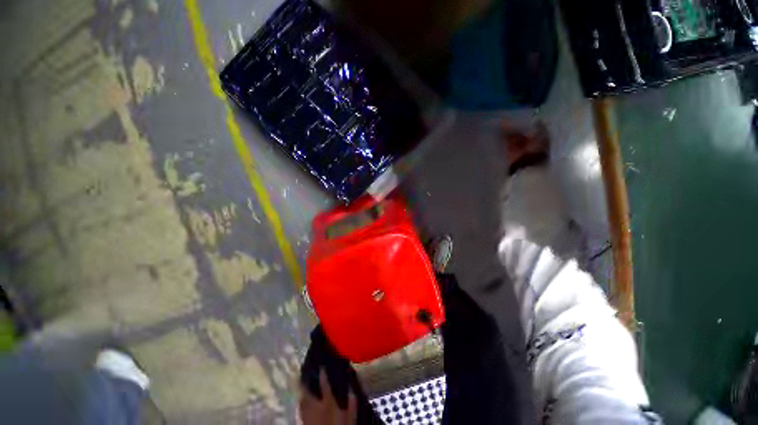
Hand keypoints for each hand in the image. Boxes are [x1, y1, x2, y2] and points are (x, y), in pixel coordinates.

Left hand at [299, 369, 356, 424]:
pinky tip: (302, 405)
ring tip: (301, 387)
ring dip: (301, 394)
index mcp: (328, 403)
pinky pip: (300, 412)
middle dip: (304, 384)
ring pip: (301, 402)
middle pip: (307, 393)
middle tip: (303, 375)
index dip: (323, 374)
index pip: (324, 384)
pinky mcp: (303, 424)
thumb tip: (351, 388)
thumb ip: (351, 403)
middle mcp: (315, 407)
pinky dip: (301, 406)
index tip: (321, 366)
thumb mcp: (350, 418)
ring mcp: (307, 417)